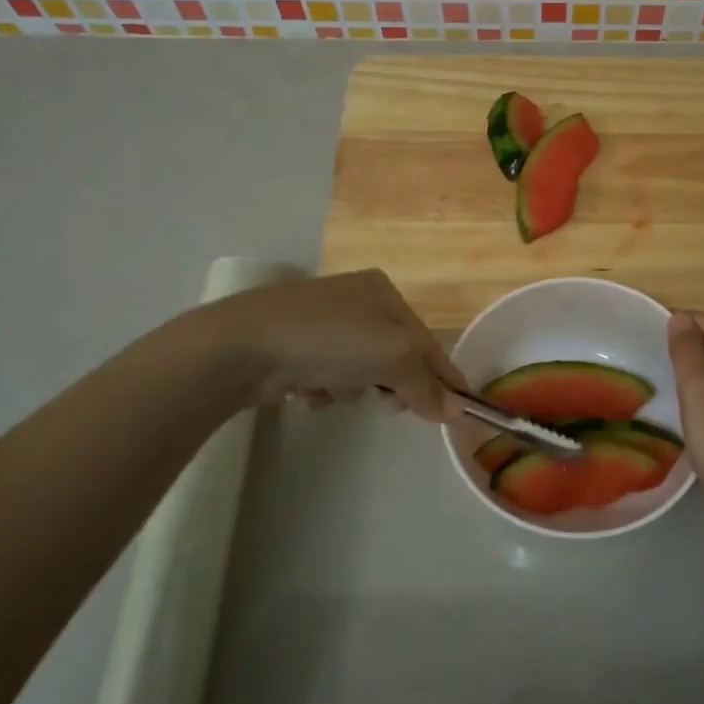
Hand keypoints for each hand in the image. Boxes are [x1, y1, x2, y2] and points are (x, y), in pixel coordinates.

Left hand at [202, 270, 467, 419]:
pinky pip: (329, 376)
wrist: (244, 346)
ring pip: (362, 370)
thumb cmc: (331, 340)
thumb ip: (427, 386)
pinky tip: (307, 390)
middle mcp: (355, 302)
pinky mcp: (295, 348)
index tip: (459, 410)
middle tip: (389, 403)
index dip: (444, 376)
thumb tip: (456, 412)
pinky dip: (325, 389)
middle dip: (393, 383)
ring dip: (355, 388)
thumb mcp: (394, 357)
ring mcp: (322, 324)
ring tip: (336, 390)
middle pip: (395, 356)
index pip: (427, 340)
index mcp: (383, 292)